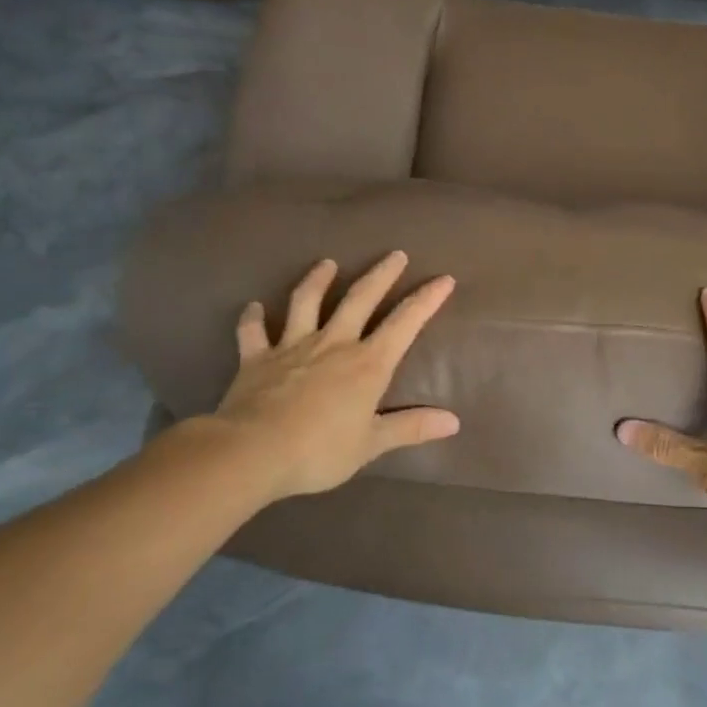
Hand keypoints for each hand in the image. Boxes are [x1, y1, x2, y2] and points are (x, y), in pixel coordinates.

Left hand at [206, 252, 459, 503]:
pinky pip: (253, 331)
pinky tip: (253, 306)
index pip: (404, 323)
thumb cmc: (319, 451)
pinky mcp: (256, 357)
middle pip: (360, 299)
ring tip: (327, 263)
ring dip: (317, 280)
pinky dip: (253, 317)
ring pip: (306, 302)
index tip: (443, 278)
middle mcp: (333, 344)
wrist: (253, 452)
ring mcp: (292, 346)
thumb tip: (453, 422)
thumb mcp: (371, 444)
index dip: (426, 299)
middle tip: (396, 254)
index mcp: (367, 364)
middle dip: (381, 275)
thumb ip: (411, 427)